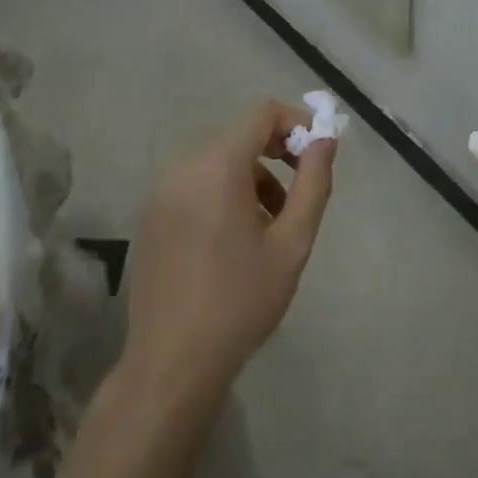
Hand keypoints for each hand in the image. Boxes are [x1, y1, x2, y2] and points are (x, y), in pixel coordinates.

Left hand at [122, 100, 336, 400]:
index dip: (296, 123)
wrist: (171, 364)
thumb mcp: (291, 243)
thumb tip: (325, 139)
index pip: (261, 113)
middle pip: (240, 136)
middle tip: (300, 197)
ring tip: (272, 227)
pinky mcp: (152, 215)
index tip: (317, 156)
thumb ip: (313, 183)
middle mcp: (183, 167)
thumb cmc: (240, 302)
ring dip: (253, 179)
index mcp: (216, 167)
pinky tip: (237, 240)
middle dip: (277, 156)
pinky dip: (225, 193)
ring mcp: (161, 191)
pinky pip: (197, 184)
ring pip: (219, 162)